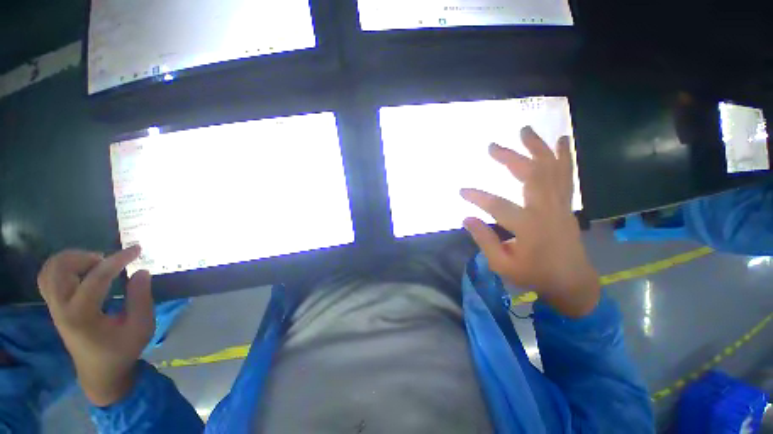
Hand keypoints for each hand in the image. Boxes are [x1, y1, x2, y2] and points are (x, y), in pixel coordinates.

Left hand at [37, 246, 154, 406]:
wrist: (100, 373)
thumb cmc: (122, 351)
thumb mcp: (141, 326)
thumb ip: (141, 297)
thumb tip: (141, 271)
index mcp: (82, 315)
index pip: (96, 278)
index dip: (118, 260)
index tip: (137, 250)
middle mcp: (62, 308)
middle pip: (60, 268)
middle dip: (86, 257)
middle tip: (108, 261)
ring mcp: (54, 307)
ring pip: (50, 270)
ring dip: (72, 259)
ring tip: (95, 264)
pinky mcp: (55, 307)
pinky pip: (48, 278)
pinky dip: (63, 267)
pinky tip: (82, 271)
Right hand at [461, 126, 599, 316]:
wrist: (572, 280)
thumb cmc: (534, 274)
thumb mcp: (502, 264)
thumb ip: (484, 240)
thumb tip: (466, 218)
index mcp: (530, 228)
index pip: (499, 206)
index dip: (478, 197)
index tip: (461, 191)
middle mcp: (547, 210)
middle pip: (531, 176)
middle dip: (510, 158)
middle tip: (492, 146)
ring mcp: (560, 204)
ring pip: (551, 169)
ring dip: (538, 148)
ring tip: (525, 131)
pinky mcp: (565, 204)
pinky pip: (566, 175)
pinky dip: (563, 156)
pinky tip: (561, 140)